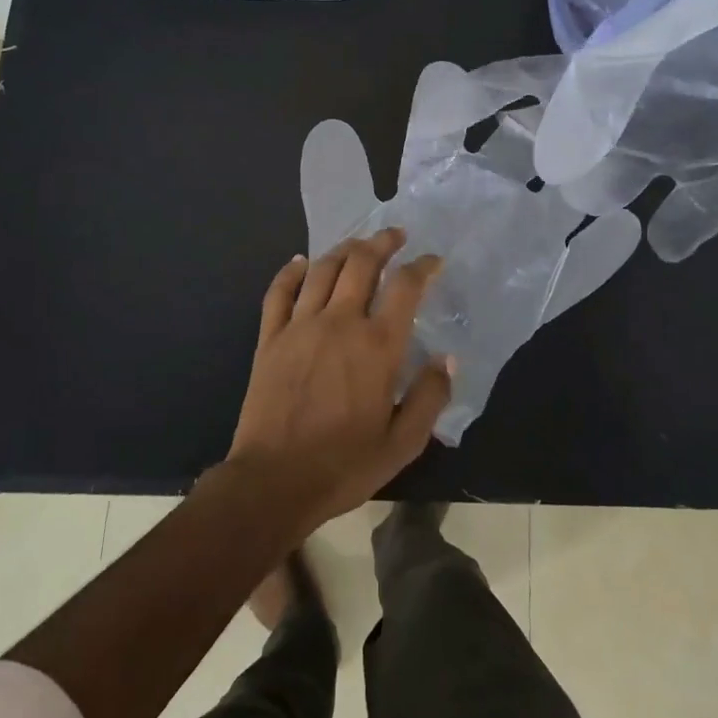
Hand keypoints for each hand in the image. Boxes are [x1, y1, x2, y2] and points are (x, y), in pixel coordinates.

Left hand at [226, 228, 451, 537]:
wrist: (273, 481)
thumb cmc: (344, 465)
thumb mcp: (403, 443)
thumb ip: (430, 397)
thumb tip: (447, 359)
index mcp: (377, 345)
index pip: (405, 287)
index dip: (422, 267)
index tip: (433, 261)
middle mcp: (340, 322)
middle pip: (361, 263)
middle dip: (382, 242)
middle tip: (396, 235)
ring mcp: (300, 326)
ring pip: (323, 269)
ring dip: (344, 249)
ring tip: (358, 244)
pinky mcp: (270, 338)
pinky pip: (279, 292)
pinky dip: (292, 271)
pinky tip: (301, 262)